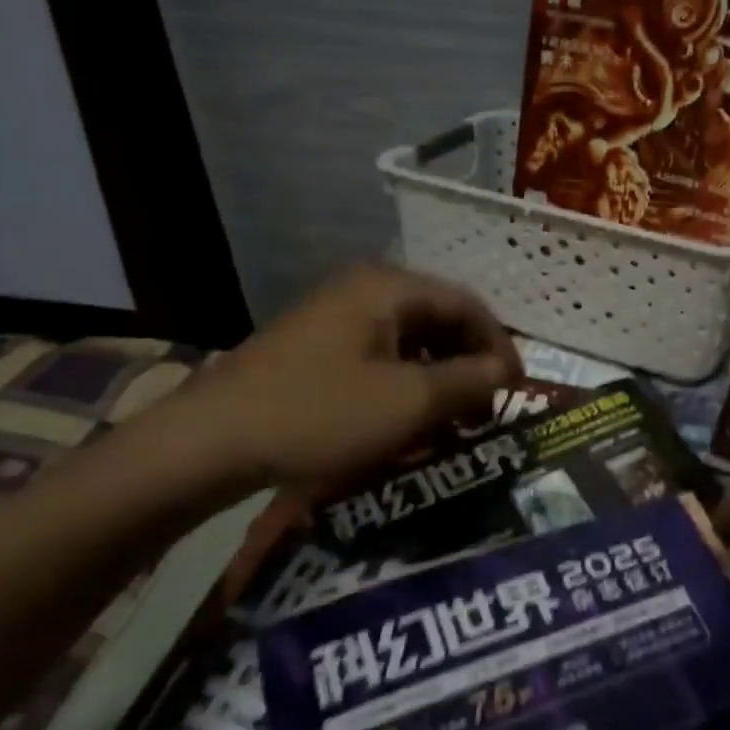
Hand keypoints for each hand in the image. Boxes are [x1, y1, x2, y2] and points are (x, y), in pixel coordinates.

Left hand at [163, 264, 521, 498]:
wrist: (212, 442)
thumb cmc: (321, 413)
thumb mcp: (409, 401)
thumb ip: (469, 381)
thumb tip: (507, 370)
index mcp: (388, 288)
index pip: (467, 304)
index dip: (500, 345)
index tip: (518, 389)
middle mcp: (363, 291)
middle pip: (438, 320)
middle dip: (470, 365)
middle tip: (486, 411)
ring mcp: (334, 319)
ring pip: (409, 343)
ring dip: (439, 379)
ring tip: (452, 423)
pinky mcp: (315, 350)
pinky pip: (379, 359)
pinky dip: (405, 387)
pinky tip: (408, 422)